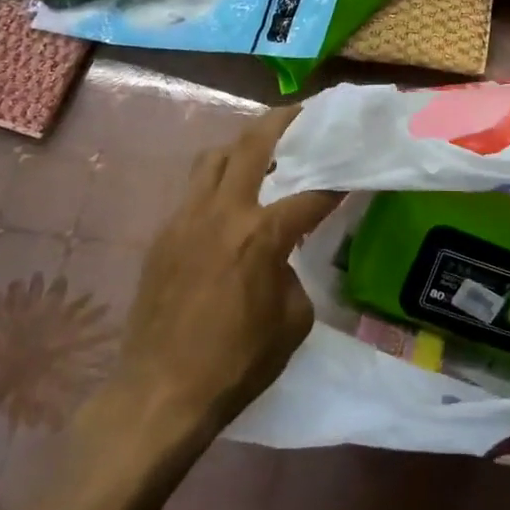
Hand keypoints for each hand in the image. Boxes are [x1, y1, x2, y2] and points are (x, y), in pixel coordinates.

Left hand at [110, 110, 342, 435]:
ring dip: (241, 146)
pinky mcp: (163, 234)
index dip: (336, 180)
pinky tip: (228, 205)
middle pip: (252, 143)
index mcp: (261, 234)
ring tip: (261, 152)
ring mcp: (186, 218)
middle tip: (301, 114)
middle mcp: (223, 212)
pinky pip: (194, 191)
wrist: (158, 394)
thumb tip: (282, 257)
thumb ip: (293, 273)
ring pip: (214, 156)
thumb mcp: (292, 321)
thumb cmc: (235, 363)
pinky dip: (217, 183)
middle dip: (282, 121)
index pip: (311, 193)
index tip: (351, 170)